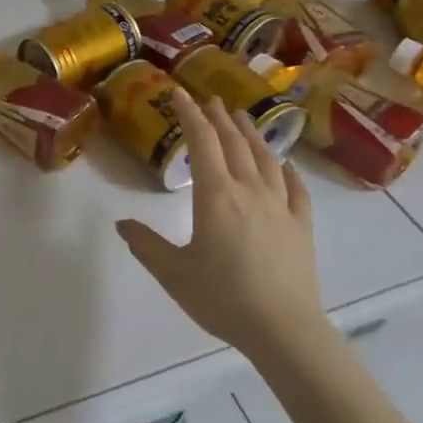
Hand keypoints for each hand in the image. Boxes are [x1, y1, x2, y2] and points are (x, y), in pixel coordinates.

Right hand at [116, 91, 322, 360]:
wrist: (283, 329)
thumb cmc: (222, 298)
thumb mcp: (173, 273)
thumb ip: (146, 245)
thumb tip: (121, 224)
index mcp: (216, 195)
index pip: (201, 142)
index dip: (189, 114)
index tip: (179, 93)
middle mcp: (249, 190)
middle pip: (234, 143)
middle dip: (219, 118)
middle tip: (209, 99)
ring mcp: (280, 206)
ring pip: (265, 159)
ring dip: (251, 134)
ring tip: (242, 118)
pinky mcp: (302, 226)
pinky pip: (295, 189)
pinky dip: (286, 170)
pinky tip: (283, 165)